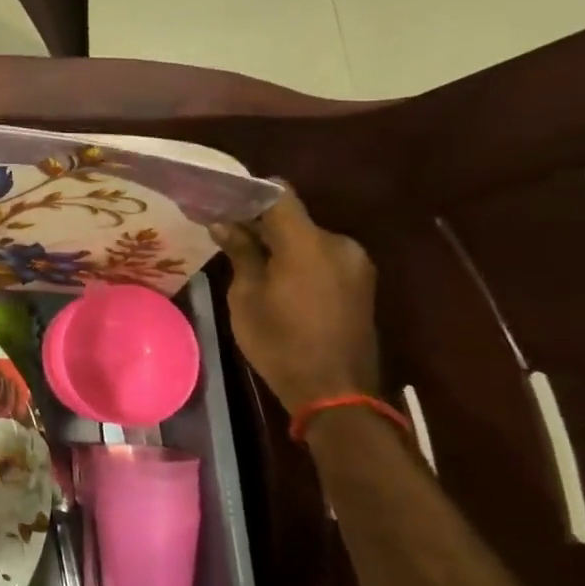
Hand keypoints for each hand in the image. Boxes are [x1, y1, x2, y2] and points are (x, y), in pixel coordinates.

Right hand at [207, 189, 379, 414]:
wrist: (335, 393)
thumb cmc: (281, 343)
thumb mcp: (247, 297)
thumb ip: (240, 253)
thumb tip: (224, 224)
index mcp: (307, 243)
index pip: (279, 195)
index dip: (249, 193)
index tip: (222, 201)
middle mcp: (338, 244)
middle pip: (294, 219)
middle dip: (261, 225)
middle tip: (229, 237)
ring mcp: (355, 264)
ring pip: (309, 240)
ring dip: (282, 245)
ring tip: (251, 263)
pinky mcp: (361, 284)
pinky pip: (323, 259)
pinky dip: (300, 261)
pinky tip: (279, 281)